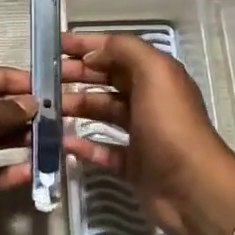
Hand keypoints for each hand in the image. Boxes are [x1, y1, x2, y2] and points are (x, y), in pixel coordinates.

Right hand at [62, 32, 234, 234]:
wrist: (192, 189)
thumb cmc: (171, 125)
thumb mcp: (155, 73)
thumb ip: (125, 51)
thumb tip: (93, 54)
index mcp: (157, 76)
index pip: (117, 51)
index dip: (86, 46)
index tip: (53, 46)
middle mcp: (150, 101)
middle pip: (107, 81)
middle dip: (76, 75)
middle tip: (41, 78)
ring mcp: (141, 134)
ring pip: (102, 113)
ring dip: (75, 107)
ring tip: (45, 109)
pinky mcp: (134, 165)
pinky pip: (103, 150)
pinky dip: (83, 144)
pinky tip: (62, 142)